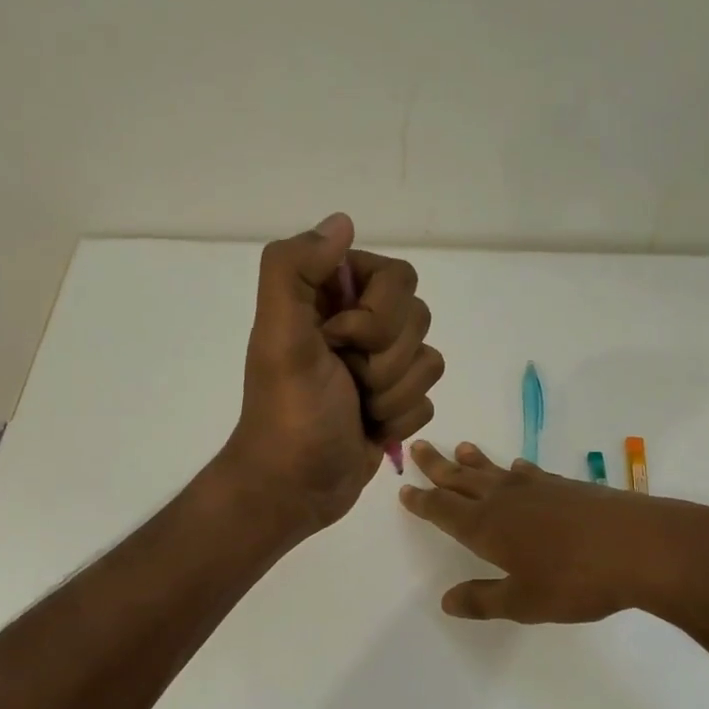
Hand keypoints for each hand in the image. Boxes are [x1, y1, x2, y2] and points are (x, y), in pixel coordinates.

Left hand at [221, 214, 442, 535]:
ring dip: (392, 394)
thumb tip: (342, 222)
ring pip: (429, 360)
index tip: (338, 340)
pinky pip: (428, 398)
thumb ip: (294, 270)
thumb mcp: (279, 336)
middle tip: (346, 379)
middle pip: (418, 317)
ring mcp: (379, 364)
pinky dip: (399, 419)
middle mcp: (358, 323)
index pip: (397, 276)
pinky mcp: (394, 401)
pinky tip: (369, 429)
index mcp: (330, 297)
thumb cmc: (288, 413)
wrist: (294, 487)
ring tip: (356, 408)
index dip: (377, 314)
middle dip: (385, 360)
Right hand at [400, 441, 708, 621]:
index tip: (404, 488)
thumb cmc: (576, 580)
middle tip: (419, 447)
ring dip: (475, 462)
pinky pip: (530, 474)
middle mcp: (505, 500)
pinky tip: (518, 468)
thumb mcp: (524, 602)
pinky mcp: (567, 487)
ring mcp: (538, 489)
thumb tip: (446, 600)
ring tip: (461, 448)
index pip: (443, 510)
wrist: (641, 546)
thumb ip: (483, 600)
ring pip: (495, 472)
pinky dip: (517, 470)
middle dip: (438, 467)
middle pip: (463, 480)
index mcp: (487, 527)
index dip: (422, 502)